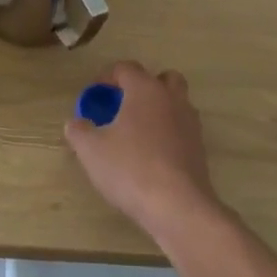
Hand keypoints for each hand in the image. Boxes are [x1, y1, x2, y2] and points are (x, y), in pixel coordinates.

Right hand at [65, 61, 221, 244]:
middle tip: (123, 105)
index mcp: (146, 90)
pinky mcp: (200, 150)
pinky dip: (168, 134)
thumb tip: (76, 123)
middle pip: (163, 79)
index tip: (95, 95)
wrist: (178, 207)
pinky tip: (151, 156)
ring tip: (136, 132)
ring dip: (158, 110)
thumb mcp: (91, 149)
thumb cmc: (130, 168)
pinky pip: (181, 130)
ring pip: (176, 104)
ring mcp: (191, 125)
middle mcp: (172, 100)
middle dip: (143, 86)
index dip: (107, 77)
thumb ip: (79, 130)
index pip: (126, 68)